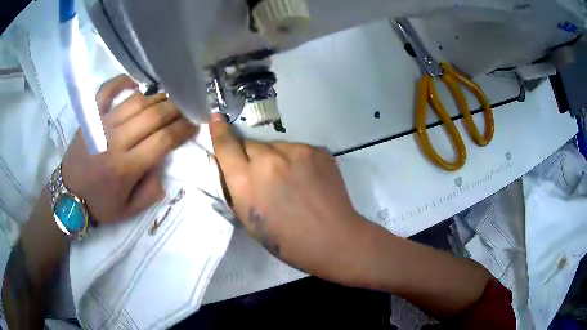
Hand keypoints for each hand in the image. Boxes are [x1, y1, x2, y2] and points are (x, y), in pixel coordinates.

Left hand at [61, 75, 196, 222]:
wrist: (69, 197)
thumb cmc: (100, 205)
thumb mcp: (129, 211)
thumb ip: (151, 191)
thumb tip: (161, 163)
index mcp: (126, 167)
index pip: (163, 140)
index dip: (183, 129)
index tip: (196, 123)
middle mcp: (116, 141)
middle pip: (153, 116)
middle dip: (176, 109)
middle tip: (188, 106)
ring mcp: (102, 125)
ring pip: (136, 102)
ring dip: (157, 97)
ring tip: (170, 97)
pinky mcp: (91, 118)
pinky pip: (106, 91)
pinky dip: (121, 81)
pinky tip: (136, 82)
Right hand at [210, 113, 367, 283]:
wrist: (333, 239)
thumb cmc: (287, 241)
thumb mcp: (249, 220)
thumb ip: (238, 189)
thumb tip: (233, 167)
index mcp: (246, 183)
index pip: (226, 146)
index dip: (219, 131)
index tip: (216, 118)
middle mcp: (268, 161)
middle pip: (250, 144)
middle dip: (250, 156)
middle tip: (262, 175)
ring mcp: (295, 152)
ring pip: (274, 146)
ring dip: (274, 157)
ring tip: (288, 179)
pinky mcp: (316, 150)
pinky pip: (296, 149)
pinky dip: (295, 160)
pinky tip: (305, 178)